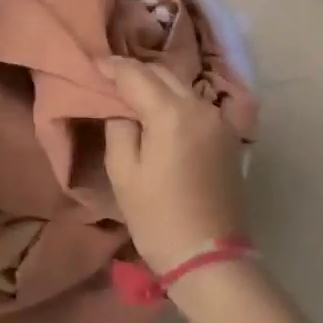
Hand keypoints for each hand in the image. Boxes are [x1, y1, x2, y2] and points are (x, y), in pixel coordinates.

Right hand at [100, 57, 247, 274]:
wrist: (210, 259)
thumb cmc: (158, 218)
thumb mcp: (124, 172)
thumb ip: (119, 128)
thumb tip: (123, 110)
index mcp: (172, 113)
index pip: (136, 75)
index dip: (112, 66)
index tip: (94, 64)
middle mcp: (200, 107)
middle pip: (163, 73)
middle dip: (135, 72)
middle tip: (110, 78)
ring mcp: (219, 121)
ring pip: (181, 87)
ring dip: (156, 85)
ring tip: (132, 93)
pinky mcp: (228, 137)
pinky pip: (195, 105)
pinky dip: (174, 101)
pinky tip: (160, 112)